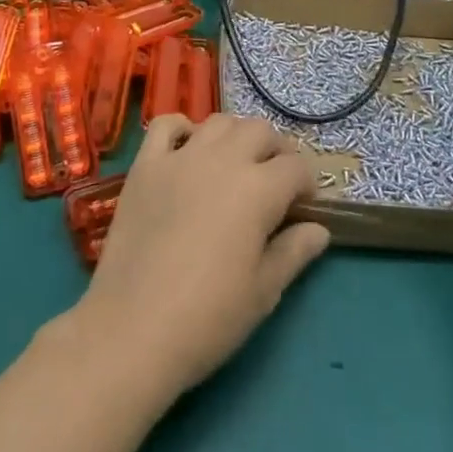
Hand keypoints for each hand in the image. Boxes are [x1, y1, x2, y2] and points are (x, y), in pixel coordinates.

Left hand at [72, 114, 331, 398]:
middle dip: (276, 151)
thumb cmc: (208, 318)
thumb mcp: (264, 291)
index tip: (303, 208)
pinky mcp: (145, 165)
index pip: (296, 168)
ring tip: (235, 166)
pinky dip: (181, 129)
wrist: (133, 329)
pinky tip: (187, 151)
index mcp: (258, 189)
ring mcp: (180, 157)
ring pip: (219, 122)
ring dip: (235, 136)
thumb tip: (318, 229)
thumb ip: (294, 251)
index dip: (307, 185)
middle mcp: (222, 160)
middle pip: (260, 131)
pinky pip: (165, 125)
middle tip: (274, 184)